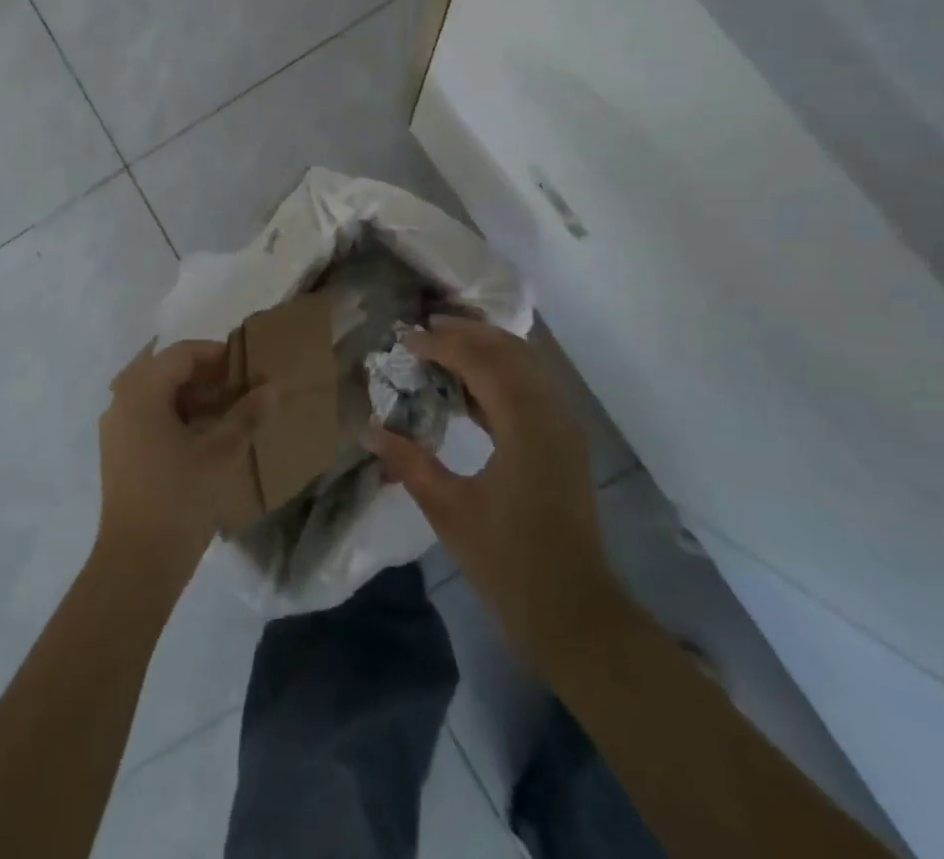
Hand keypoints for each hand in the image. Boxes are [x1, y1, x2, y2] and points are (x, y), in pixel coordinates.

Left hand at [96, 340, 272, 588]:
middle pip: (165, 369)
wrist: (137, 562)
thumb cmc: (179, 498)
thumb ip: (246, 415)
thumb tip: (271, 388)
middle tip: (237, 387)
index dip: (216, 355)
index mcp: (141, 390)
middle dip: (203, 374)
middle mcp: (122, 400)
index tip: (246, 367)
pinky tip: (202, 434)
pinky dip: (174, 414)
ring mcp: (116, 427)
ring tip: (225, 411)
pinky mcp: (118, 451)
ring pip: (155, 393)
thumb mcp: (220, 453)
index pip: (181, 353)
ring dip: (189, 395)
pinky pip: (147, 414)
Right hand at [364, 316, 620, 666]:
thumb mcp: (449, 510)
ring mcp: (563, 429)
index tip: (405, 340)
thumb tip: (368, 430)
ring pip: (525, 366)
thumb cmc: (508, 563)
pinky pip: (531, 389)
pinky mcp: (563, 444)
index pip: (482, 363)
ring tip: (443, 346)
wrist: (575, 615)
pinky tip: (466, 387)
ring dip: (486, 349)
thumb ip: (408, 463)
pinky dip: (499, 375)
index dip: (442, 345)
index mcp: (526, 427)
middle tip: (425, 327)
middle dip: (467, 333)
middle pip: (510, 352)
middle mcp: (551, 416)